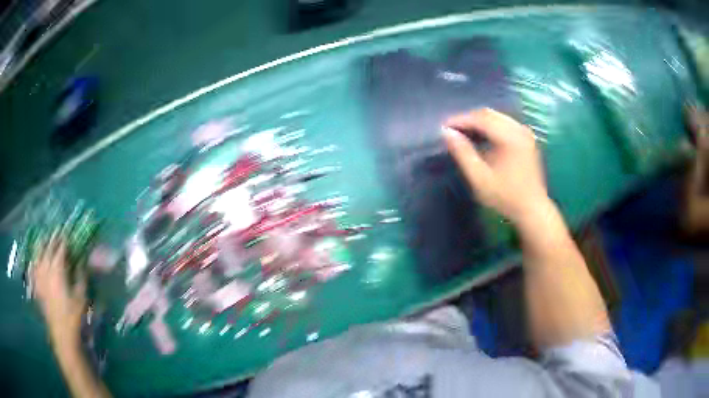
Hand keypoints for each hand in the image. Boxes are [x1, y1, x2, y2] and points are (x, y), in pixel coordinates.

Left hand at [32, 238, 85, 343]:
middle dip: (52, 240)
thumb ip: (81, 277)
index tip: (66, 234)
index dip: (63, 241)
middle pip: (47, 250)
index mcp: (58, 271)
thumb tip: (81, 262)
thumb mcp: (81, 297)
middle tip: (56, 233)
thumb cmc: (74, 316)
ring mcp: (40, 279)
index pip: (60, 250)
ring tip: (43, 241)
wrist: (63, 335)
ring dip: (41, 248)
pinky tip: (34, 262)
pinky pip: (33, 271)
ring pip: (38, 257)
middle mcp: (46, 270)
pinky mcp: (38, 289)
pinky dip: (34, 264)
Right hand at [443, 108, 548, 223]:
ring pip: (497, 117)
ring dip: (479, 122)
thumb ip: (462, 153)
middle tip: (452, 130)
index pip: (480, 118)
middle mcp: (519, 129)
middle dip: (469, 119)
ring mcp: (525, 133)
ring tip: (463, 133)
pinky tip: (481, 137)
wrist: (532, 210)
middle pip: (489, 114)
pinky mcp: (527, 139)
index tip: (443, 127)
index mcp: (509, 137)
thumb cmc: (505, 197)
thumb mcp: (479, 178)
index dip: (460, 120)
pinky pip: (505, 123)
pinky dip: (490, 126)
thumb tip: (446, 133)